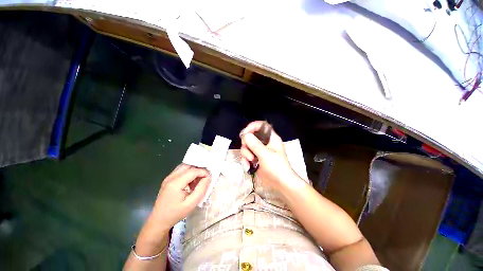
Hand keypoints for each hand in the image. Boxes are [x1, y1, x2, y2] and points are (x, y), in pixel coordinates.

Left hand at [150, 164, 209, 230]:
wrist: (159, 220)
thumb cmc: (176, 213)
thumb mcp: (191, 204)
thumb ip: (201, 189)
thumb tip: (208, 177)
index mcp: (175, 183)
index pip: (193, 171)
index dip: (203, 172)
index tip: (209, 177)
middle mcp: (171, 177)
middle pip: (188, 166)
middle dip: (199, 169)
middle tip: (205, 178)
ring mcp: (168, 177)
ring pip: (185, 167)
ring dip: (193, 171)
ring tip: (198, 180)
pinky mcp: (168, 179)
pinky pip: (181, 170)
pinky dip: (188, 173)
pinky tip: (191, 182)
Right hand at [240, 121, 298, 189]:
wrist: (281, 184)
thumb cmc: (277, 168)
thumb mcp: (266, 155)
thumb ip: (255, 145)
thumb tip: (245, 135)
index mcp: (271, 138)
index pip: (261, 126)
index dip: (252, 127)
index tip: (245, 133)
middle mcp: (264, 142)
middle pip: (250, 136)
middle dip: (246, 144)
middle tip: (249, 152)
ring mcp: (259, 150)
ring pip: (247, 146)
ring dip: (246, 154)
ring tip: (251, 162)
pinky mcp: (255, 158)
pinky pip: (246, 155)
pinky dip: (246, 161)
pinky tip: (248, 167)